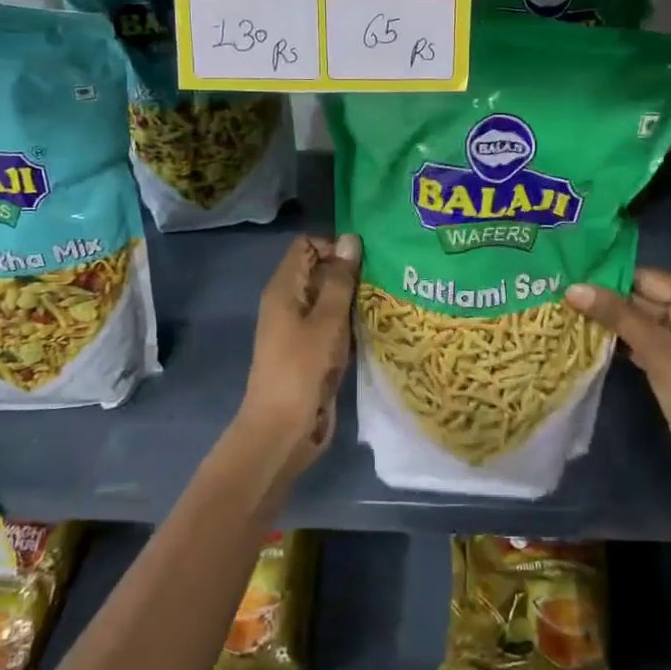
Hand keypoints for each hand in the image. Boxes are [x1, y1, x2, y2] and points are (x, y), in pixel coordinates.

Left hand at [237, 234, 360, 484]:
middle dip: (350, 272)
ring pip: (330, 300)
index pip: (306, 246)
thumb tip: (350, 239)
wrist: (283, 431)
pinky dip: (351, 323)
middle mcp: (289, 303)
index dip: (334, 247)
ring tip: (388, 299)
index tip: (364, 261)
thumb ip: (339, 280)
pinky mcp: (313, 352)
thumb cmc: (301, 370)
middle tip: (385, 278)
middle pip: (320, 271)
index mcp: (283, 289)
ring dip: (354, 300)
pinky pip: (334, 326)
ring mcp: (301, 329)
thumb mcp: (326, 321)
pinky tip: (378, 326)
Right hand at [565, 268, 670, 493]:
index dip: (609, 280)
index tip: (569, 283)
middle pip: (645, 298)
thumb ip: (617, 316)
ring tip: (569, 317)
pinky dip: (623, 342)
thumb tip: (574, 288)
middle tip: (563, 301)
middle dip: (607, 302)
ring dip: (611, 323)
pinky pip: (646, 341)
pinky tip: (591, 341)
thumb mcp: (658, 352)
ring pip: (642, 321)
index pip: (648, 279)